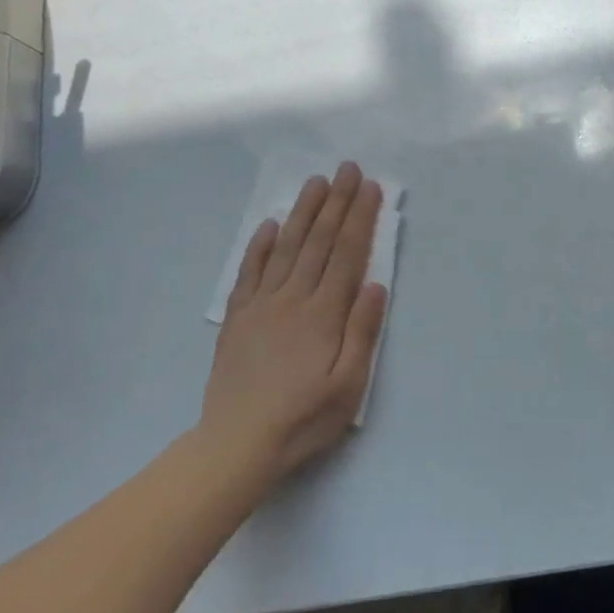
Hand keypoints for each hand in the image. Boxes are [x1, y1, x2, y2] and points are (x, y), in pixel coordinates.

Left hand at [202, 163, 388, 483]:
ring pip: (285, 248)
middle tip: (346, 169)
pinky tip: (269, 226)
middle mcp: (292, 299)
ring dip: (302, 213)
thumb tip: (375, 283)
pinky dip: (259, 246)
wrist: (238, 443)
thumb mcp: (349, 384)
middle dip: (336, 203)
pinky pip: (249, 273)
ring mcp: (261, 306)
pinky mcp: (238, 318)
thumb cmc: (304, 417)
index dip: (359, 218)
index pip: (346, 254)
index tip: (369, 187)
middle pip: (318, 242)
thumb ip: (363, 331)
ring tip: (315, 183)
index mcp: (323, 314)